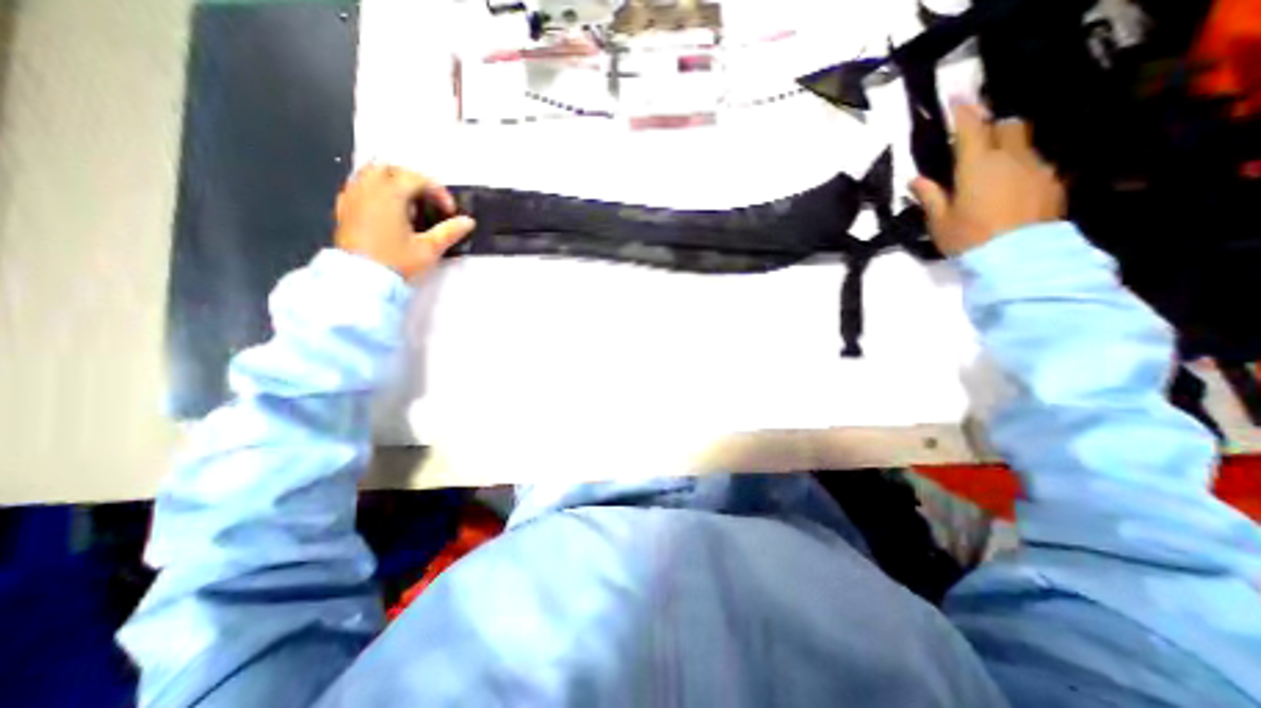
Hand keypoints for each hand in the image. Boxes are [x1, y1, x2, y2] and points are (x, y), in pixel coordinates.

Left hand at [331, 162, 476, 277]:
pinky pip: (358, 186)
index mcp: (390, 195)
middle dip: (414, 181)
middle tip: (429, 201)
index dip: (438, 192)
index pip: (417, 179)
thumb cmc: (397, 262)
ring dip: (393, 182)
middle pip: (392, 170)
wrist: (363, 280)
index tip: (449, 211)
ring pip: (371, 174)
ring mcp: (353, 198)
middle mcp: (368, 190)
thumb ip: (449, 232)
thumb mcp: (429, 249)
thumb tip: (468, 222)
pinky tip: (387, 209)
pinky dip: (375, 190)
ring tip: (409, 203)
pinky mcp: (344, 209)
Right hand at [912, 99, 1067, 254]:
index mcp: (977, 166)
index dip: (963, 111)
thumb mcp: (940, 221)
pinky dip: (1020, 167)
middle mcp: (1010, 158)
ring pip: (1023, 144)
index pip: (970, 128)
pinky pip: (1035, 164)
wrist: (1018, 258)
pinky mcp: (1052, 182)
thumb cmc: (969, 238)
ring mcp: (1036, 168)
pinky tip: (1009, 189)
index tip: (956, 97)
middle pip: (1007, 126)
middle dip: (991, 127)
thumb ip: (930, 196)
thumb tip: (916, 179)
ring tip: (991, 170)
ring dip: (1007, 148)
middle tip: (974, 143)